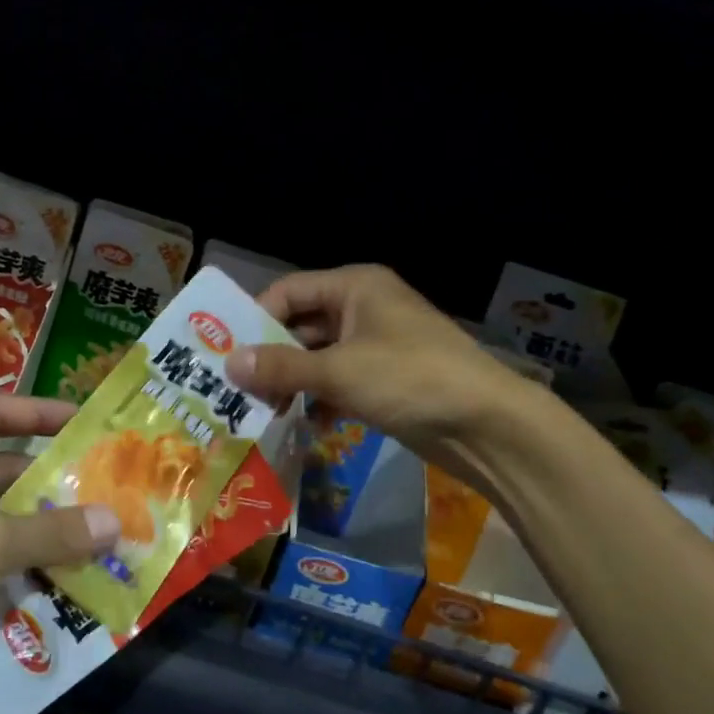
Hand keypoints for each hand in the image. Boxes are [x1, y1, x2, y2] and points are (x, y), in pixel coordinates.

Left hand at [0, 394, 119, 684]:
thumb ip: (54, 530)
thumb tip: (115, 521)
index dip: (39, 412)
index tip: (85, 422)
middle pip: (0, 469)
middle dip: (51, 480)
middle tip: (106, 487)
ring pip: (0, 521)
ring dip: (44, 528)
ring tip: (102, 533)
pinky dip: (27, 566)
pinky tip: (71, 576)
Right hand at [227, 264, 533, 466]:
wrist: (488, 425)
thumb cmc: (410, 379)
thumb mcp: (338, 371)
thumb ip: (280, 367)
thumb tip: (228, 364)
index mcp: (354, 287)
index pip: (289, 292)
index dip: (255, 318)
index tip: (225, 352)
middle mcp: (363, 308)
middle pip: (301, 325)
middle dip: (271, 356)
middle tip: (238, 388)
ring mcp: (377, 345)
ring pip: (318, 357)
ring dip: (292, 381)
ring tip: (265, 410)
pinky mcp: (386, 379)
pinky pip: (339, 381)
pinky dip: (320, 399)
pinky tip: (305, 423)